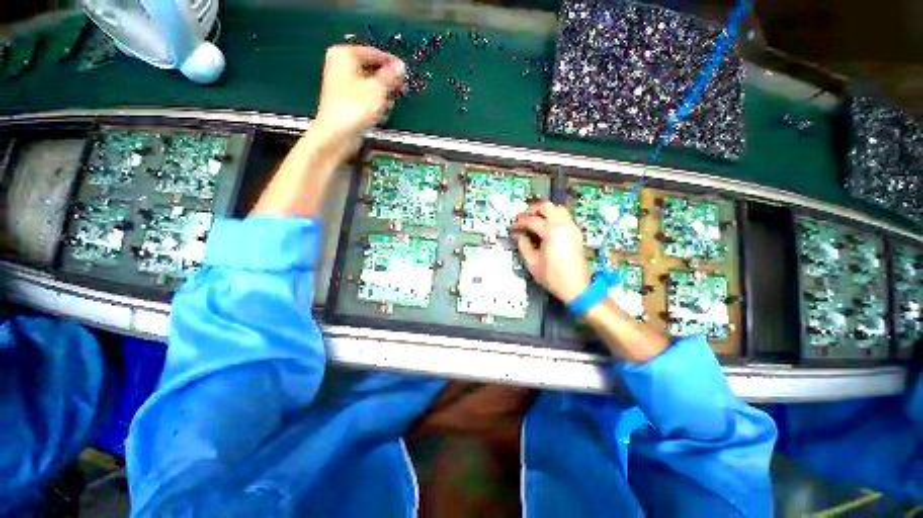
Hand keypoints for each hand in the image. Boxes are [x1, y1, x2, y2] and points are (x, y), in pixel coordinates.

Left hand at [312, 45, 405, 151]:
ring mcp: (341, 84)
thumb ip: (391, 75)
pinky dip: (374, 104)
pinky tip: (379, 114)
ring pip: (369, 85)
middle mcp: (340, 65)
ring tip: (387, 106)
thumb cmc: (356, 107)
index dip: (392, 63)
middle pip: (371, 69)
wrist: (338, 134)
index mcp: (345, 54)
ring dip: (382, 96)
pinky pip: (364, 97)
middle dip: (387, 82)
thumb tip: (400, 66)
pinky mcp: (345, 101)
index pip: (374, 53)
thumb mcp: (378, 89)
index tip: (405, 72)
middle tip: (400, 90)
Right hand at [512, 201, 591, 303]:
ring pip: (557, 209)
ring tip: (533, 219)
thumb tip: (519, 234)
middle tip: (522, 218)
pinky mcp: (576, 232)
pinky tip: (545, 225)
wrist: (576, 287)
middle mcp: (563, 224)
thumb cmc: (552, 276)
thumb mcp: (532, 262)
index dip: (520, 223)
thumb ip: (523, 244)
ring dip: (544, 211)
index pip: (532, 220)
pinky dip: (553, 215)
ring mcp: (572, 227)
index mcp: (551, 232)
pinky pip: (564, 216)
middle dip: (532, 210)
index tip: (512, 228)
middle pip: (546, 207)